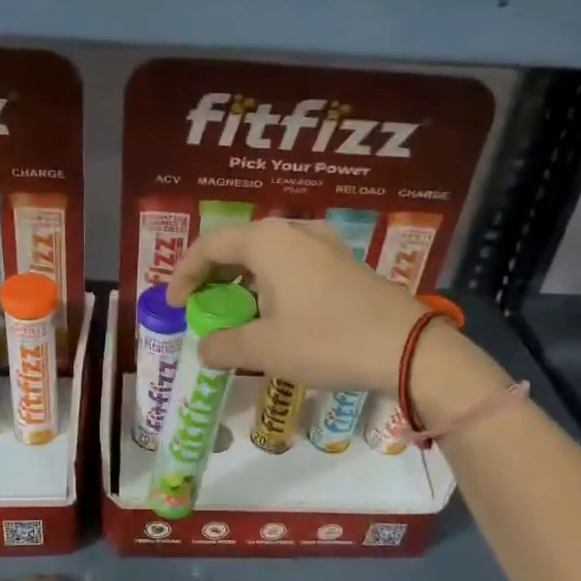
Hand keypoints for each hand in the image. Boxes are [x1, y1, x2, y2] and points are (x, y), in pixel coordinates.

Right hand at [164, 219, 430, 392]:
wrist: (407, 348)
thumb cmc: (327, 341)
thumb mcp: (265, 349)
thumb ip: (224, 345)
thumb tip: (204, 348)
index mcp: (267, 241)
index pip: (208, 245)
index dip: (183, 274)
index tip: (173, 305)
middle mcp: (294, 232)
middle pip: (238, 246)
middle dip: (213, 278)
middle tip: (201, 309)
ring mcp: (324, 245)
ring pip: (267, 257)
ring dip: (244, 284)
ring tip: (236, 316)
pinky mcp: (344, 264)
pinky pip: (293, 267)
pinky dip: (272, 286)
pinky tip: (276, 315)